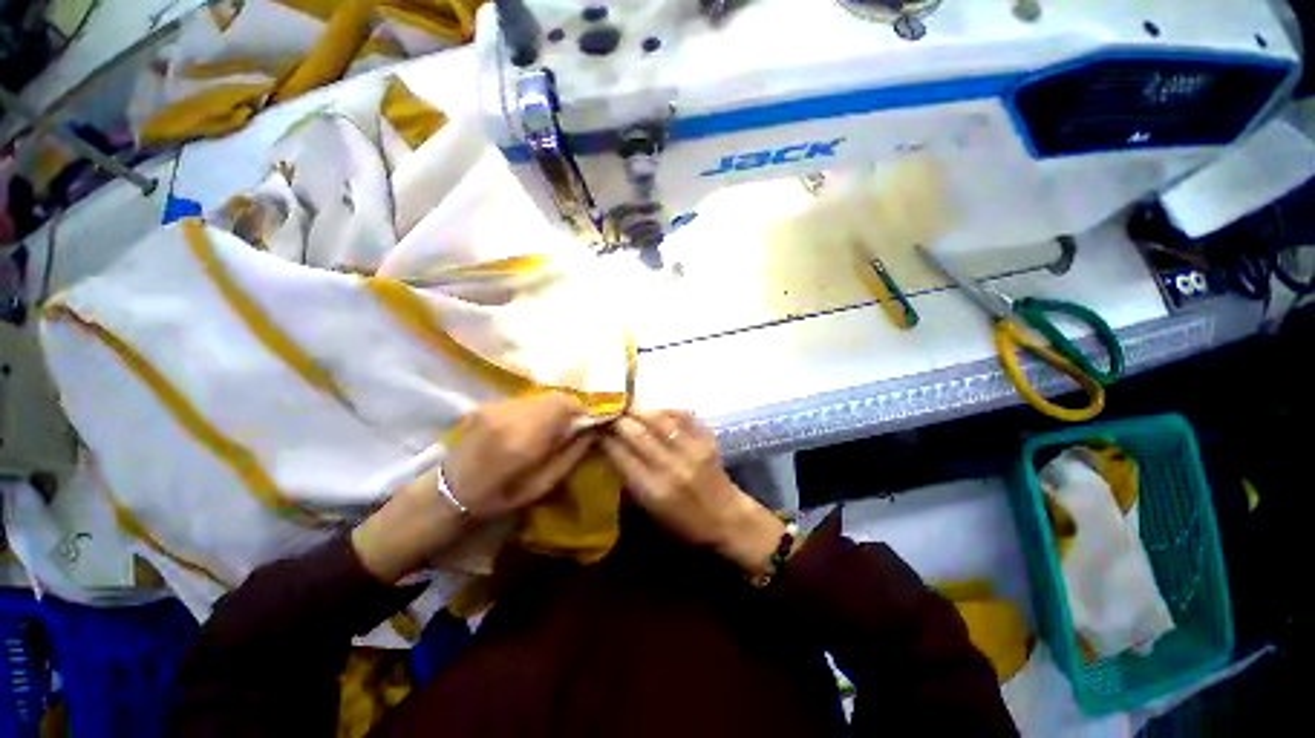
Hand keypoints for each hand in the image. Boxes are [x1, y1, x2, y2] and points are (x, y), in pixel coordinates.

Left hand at [354, 393, 593, 582]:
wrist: (449, 493)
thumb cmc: (500, 497)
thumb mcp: (543, 485)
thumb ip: (571, 453)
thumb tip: (592, 430)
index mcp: (524, 439)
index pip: (566, 405)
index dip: (583, 410)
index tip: (589, 424)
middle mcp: (509, 415)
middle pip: (555, 396)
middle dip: (570, 408)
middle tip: (573, 427)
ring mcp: (495, 407)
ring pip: (540, 396)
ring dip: (553, 408)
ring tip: (551, 428)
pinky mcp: (487, 405)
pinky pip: (524, 401)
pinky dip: (536, 410)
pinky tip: (530, 427)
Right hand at [601, 410, 785, 575]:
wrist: (727, 516)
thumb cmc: (685, 522)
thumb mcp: (651, 511)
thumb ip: (630, 480)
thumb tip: (610, 450)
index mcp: (653, 490)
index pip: (620, 455)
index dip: (604, 438)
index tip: (594, 428)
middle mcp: (670, 466)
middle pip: (636, 434)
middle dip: (617, 419)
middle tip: (605, 411)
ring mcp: (690, 449)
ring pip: (657, 420)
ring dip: (637, 410)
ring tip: (625, 405)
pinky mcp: (706, 439)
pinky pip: (682, 415)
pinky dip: (665, 409)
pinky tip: (654, 408)